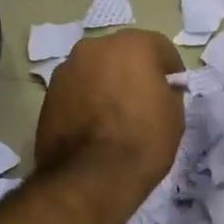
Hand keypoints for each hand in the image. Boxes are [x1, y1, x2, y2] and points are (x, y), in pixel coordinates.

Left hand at [35, 30, 185, 195]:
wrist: (88, 178)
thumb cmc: (141, 142)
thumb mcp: (174, 116)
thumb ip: (168, 92)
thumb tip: (160, 89)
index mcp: (133, 45)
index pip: (159, 48)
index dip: (170, 71)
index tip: (173, 91)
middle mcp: (96, 46)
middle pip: (123, 53)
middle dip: (134, 71)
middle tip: (142, 100)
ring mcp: (68, 68)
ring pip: (96, 69)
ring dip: (107, 83)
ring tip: (114, 115)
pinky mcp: (49, 92)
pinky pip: (77, 88)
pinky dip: (87, 98)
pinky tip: (93, 125)